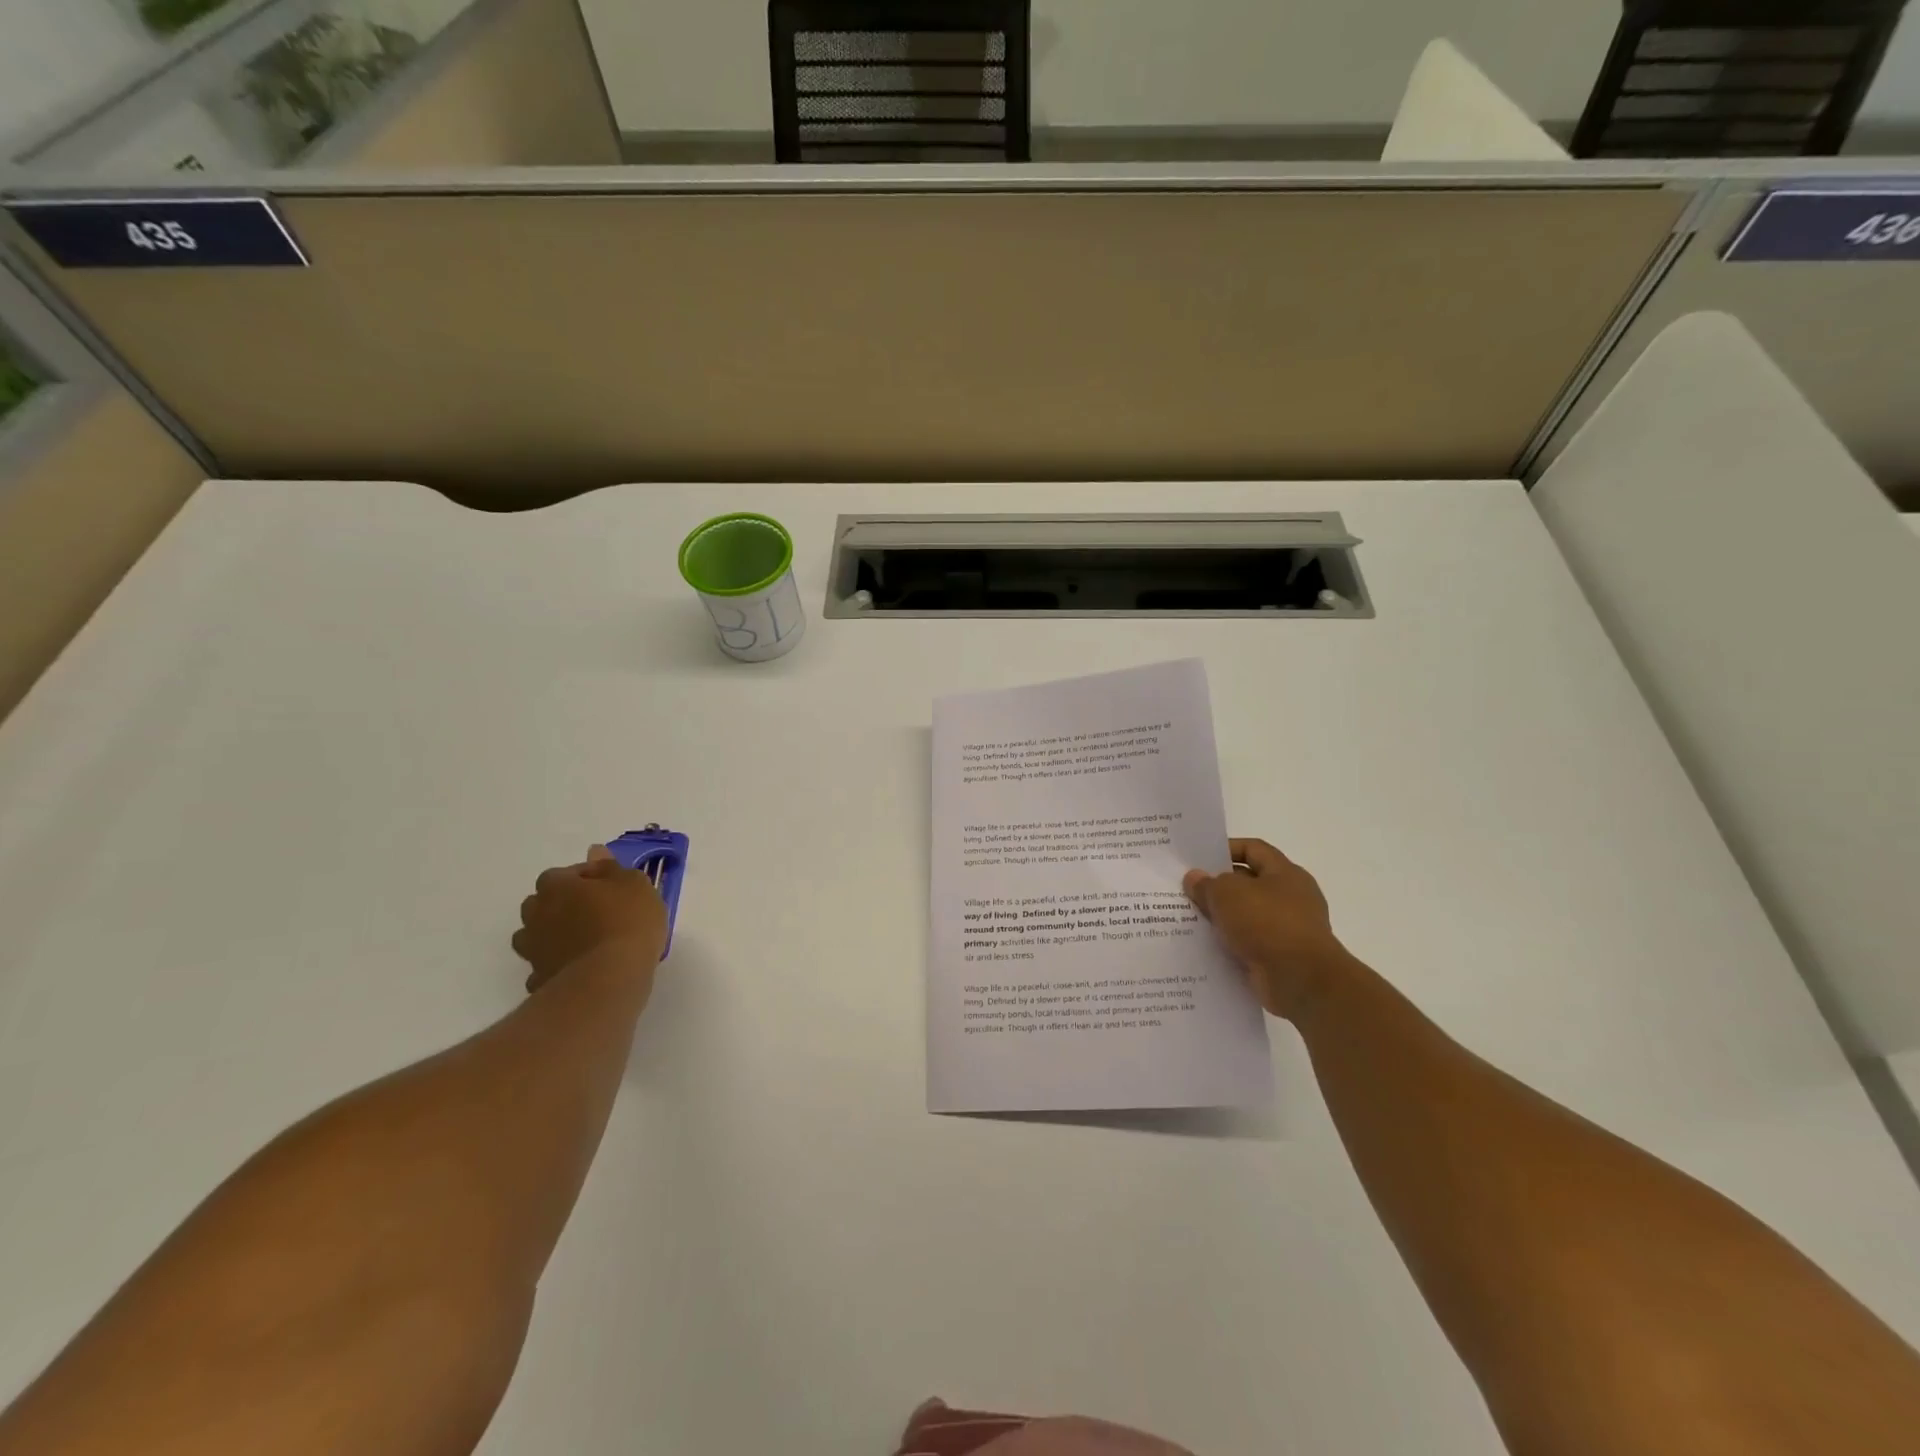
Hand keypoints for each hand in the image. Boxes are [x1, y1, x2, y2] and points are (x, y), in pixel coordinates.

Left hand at [513, 846, 668, 993]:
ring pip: (535, 936)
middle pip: (541, 903)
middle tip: (594, 912)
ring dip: (552, 935)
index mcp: (556, 886)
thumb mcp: (634, 884)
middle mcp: (536, 915)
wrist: (610, 977)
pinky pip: (544, 966)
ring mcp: (533, 949)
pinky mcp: (538, 980)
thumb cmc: (627, 921)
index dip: (585, 878)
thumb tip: (595, 852)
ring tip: (584, 942)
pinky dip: (556, 965)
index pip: (562, 873)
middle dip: (561, 905)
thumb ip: (611, 868)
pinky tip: (578, 969)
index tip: (608, 887)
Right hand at [1183, 838, 1353, 1021]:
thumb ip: (1207, 884)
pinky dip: (1230, 944)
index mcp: (1285, 873)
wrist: (1301, 981)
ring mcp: (1288, 929)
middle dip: (1218, 886)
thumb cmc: (1267, 924)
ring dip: (1222, 917)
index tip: (1199, 859)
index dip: (1226, 849)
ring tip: (1189, 918)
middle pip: (1249, 883)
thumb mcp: (1228, 894)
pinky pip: (1249, 943)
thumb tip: (1195, 878)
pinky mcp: (1280, 957)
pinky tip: (1205, 945)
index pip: (1254, 849)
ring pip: (1246, 916)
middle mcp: (1291, 898)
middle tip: (1187, 890)